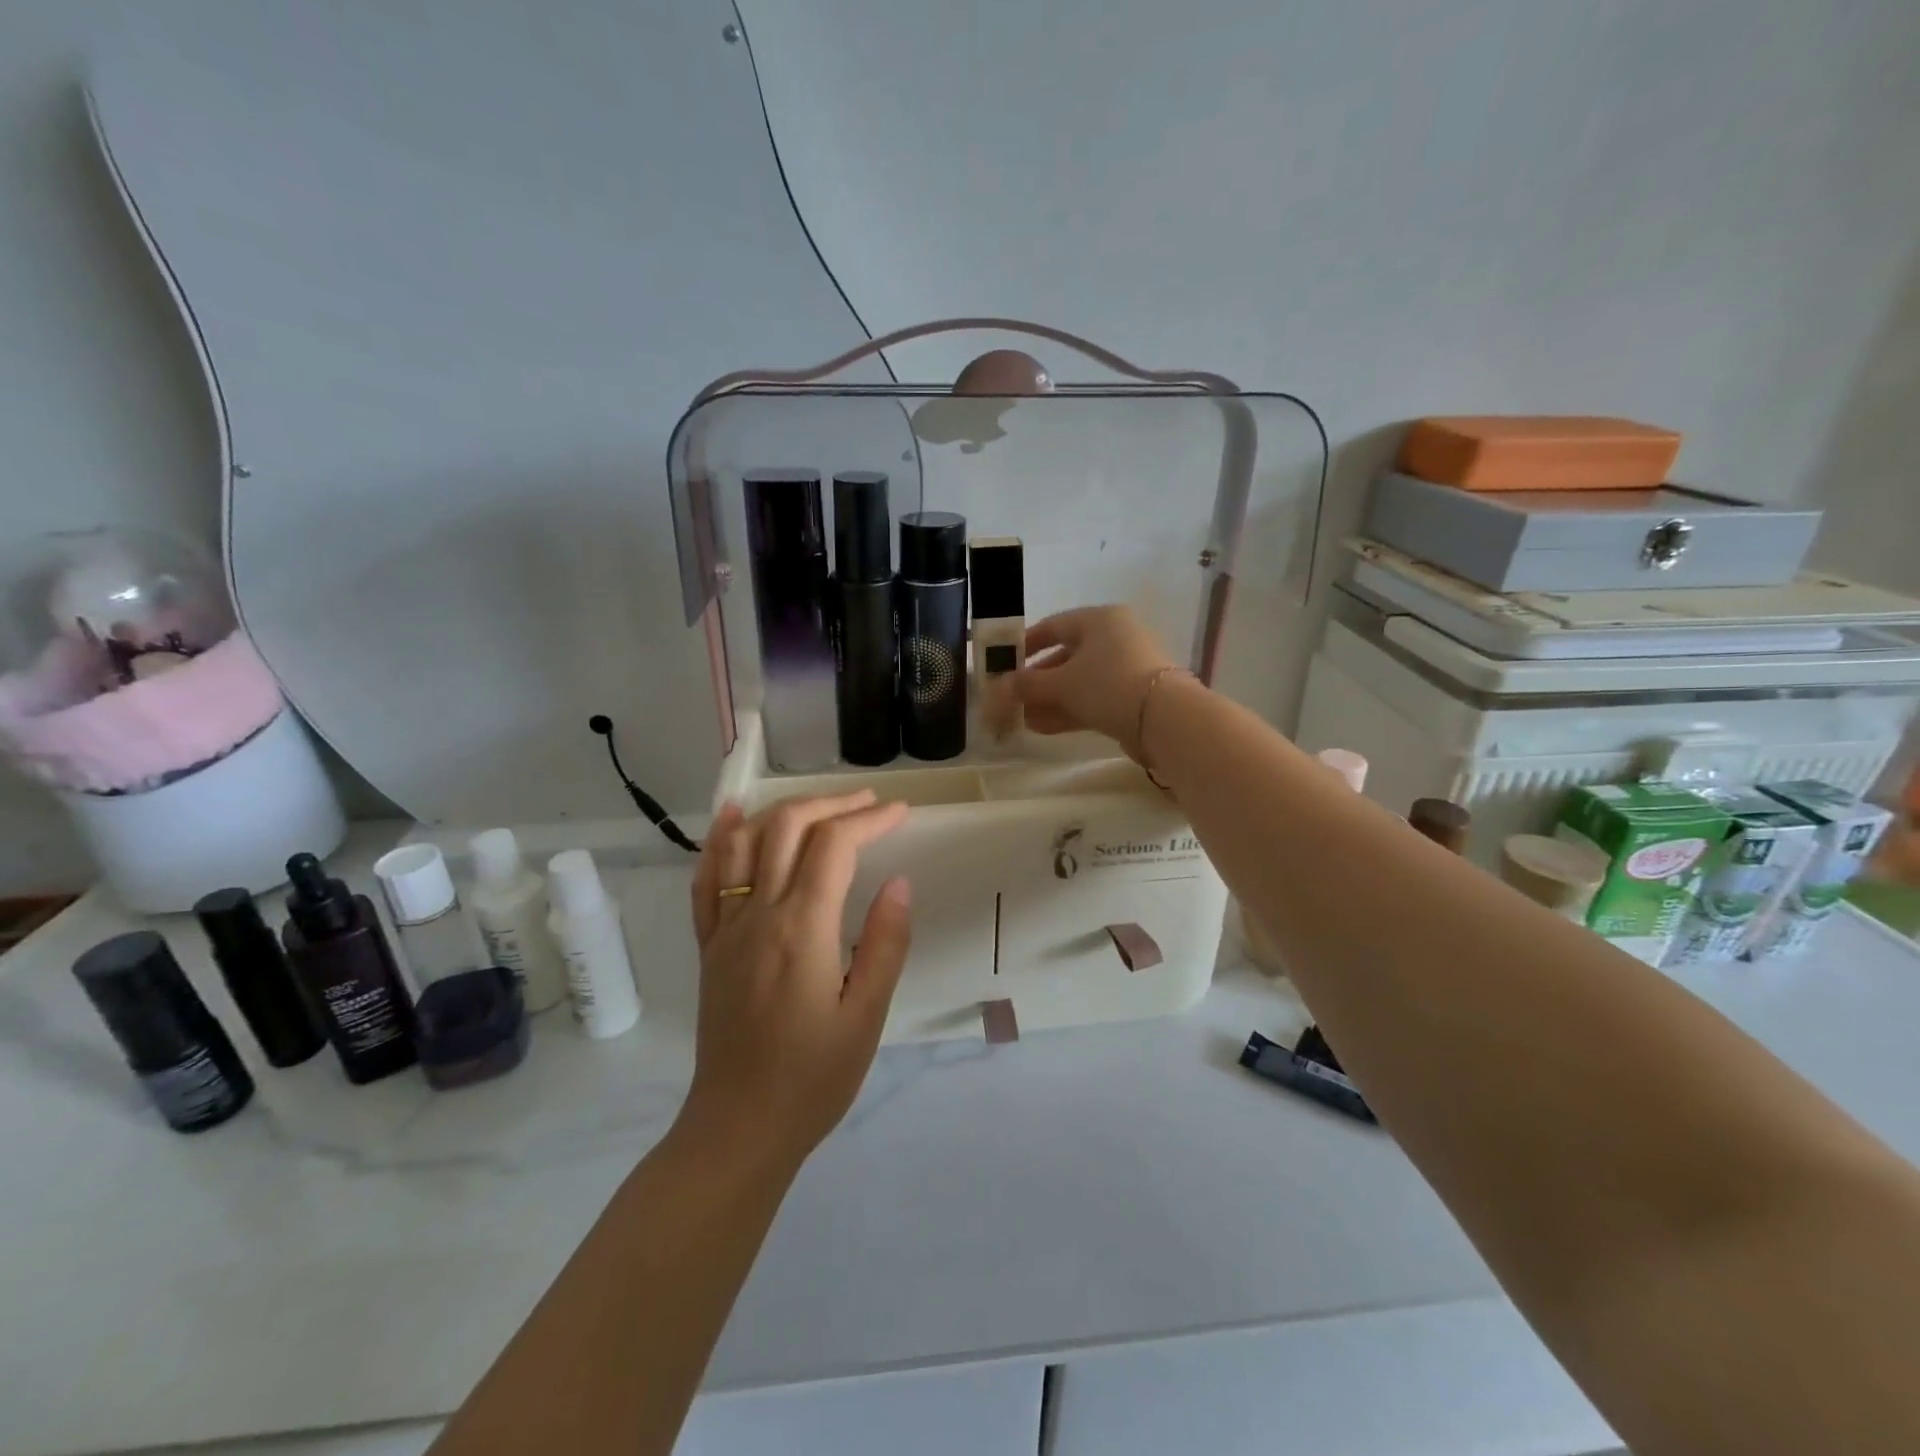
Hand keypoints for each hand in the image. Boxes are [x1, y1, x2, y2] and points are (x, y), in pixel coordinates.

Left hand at [681, 791, 912, 1171]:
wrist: (738, 1127)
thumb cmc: (813, 1078)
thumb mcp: (867, 1016)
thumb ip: (885, 943)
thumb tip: (898, 882)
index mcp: (802, 928)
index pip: (835, 845)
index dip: (869, 819)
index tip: (901, 812)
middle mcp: (758, 914)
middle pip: (788, 827)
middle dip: (831, 803)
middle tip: (869, 802)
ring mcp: (726, 928)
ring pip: (745, 842)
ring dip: (783, 810)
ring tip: (820, 803)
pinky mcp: (709, 947)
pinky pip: (706, 880)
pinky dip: (720, 841)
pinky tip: (733, 818)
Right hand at [1014, 606, 1176, 755]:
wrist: (1163, 718)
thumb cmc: (1107, 684)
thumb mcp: (1061, 683)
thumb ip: (1027, 684)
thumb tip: (1001, 687)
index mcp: (1100, 620)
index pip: (1053, 626)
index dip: (1025, 644)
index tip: (1004, 662)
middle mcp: (1115, 638)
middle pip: (1066, 656)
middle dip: (1037, 681)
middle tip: (1013, 698)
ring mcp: (1126, 668)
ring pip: (1079, 681)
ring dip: (1049, 699)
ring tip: (1022, 718)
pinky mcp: (1133, 696)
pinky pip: (1093, 698)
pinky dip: (1069, 710)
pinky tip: (1042, 727)